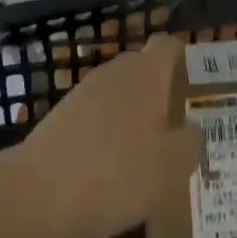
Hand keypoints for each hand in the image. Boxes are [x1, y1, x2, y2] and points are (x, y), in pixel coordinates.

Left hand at [17, 32, 205, 237]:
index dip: (185, 63)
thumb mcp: (169, 169)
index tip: (196, 92)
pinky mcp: (66, 111)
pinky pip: (98, 114)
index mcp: (149, 72)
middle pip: (147, 69)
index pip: (171, 45)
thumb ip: (191, 144)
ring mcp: (89, 87)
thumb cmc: (116, 173)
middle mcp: (120, 68)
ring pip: (122, 93)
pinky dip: (107, 133)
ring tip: (143, 157)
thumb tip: (195, 130)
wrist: (40, 192)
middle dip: (160, 96)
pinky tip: (109, 169)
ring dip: (133, 116)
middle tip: (174, 133)